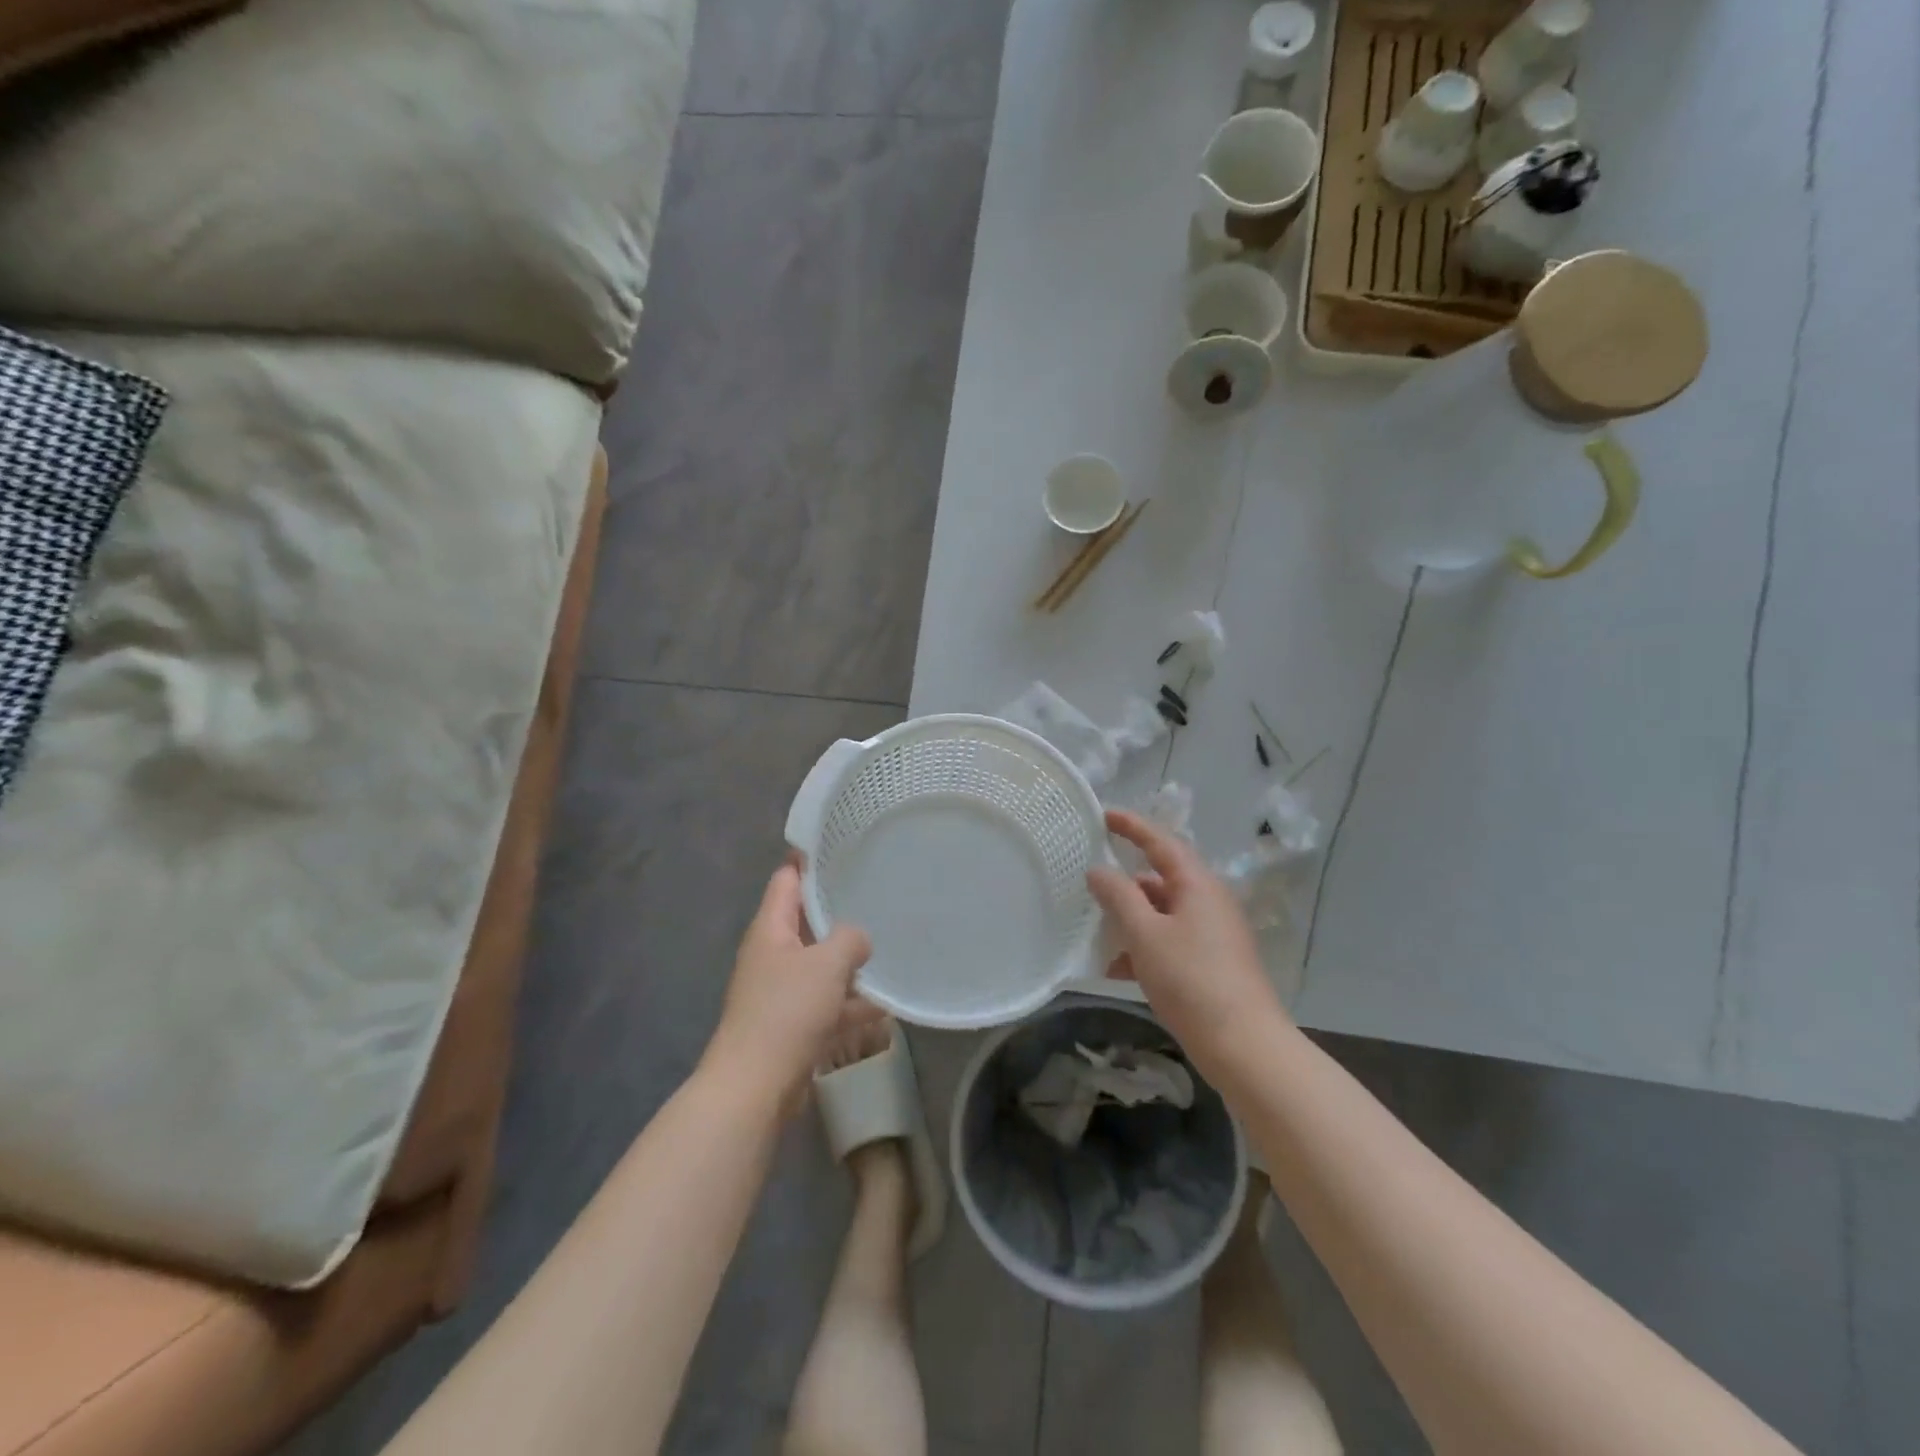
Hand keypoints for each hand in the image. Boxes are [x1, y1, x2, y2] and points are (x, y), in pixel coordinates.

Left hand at [705, 862, 875, 1111]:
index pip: (786, 881)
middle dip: (837, 913)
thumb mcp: (827, 964)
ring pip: (818, 966)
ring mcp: (778, 993)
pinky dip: (848, 1004)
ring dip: (847, 964)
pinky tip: (883, 1008)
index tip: (837, 846)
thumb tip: (858, 938)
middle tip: (875, 895)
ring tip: (887, 952)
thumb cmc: (787, 1012)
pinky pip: (824, 1004)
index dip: (807, 861)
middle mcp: (771, 956)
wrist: (754, 1087)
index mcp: (770, 930)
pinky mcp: (789, 1026)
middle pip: (805, 923)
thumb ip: (849, 939)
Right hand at [1087, 809, 1290, 1079]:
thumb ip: (1118, 897)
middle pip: (1161, 878)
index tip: (1103, 815)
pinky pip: (1170, 941)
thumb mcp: (1145, 934)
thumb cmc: (1191, 980)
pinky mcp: (1212, 963)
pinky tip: (1116, 970)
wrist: (1244, 1046)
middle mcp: (1209, 902)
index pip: (1161, 842)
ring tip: (1095, 932)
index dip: (1132, 826)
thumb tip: (1098, 870)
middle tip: (1089, 883)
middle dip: (1125, 883)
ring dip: (1130, 919)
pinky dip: (1144, 947)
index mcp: (1197, 885)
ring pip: (1163, 913)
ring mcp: (1213, 934)